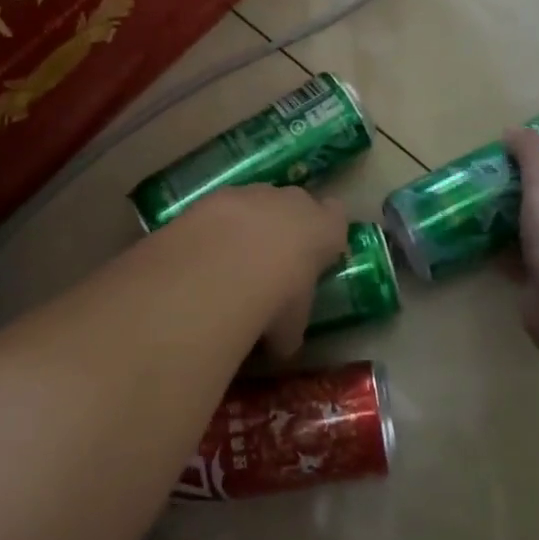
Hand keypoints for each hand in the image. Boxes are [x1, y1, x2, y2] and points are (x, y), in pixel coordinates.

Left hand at [187, 184, 346, 359]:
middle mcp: (293, 201)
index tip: (315, 252)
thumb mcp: (291, 328)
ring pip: (256, 202)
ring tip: (230, 259)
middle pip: (295, 204)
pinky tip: (202, 253)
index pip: (336, 217)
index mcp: (324, 229)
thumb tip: (281, 346)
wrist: (223, 267)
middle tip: (272, 260)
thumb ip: (289, 329)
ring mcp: (252, 193)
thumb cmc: (277, 298)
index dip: (324, 233)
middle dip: (285, 225)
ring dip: (248, 224)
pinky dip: (214, 227)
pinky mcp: (215, 196)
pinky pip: (220, 209)